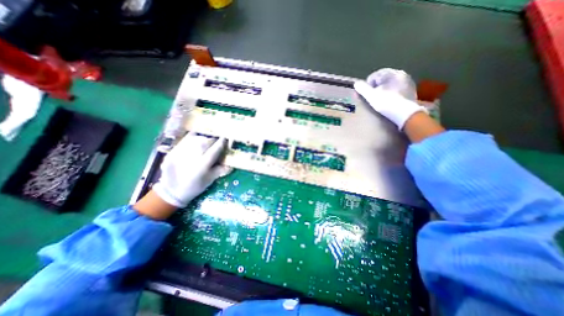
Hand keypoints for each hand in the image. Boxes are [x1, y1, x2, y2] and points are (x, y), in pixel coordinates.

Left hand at [152, 132, 230, 208]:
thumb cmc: (194, 187)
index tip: (226, 139)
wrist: (171, 191)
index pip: (214, 150)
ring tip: (206, 142)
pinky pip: (185, 140)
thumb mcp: (210, 180)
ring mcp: (179, 153)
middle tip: (216, 142)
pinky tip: (196, 141)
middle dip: (213, 140)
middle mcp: (191, 157)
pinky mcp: (172, 151)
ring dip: (204, 138)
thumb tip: (232, 164)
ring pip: (195, 139)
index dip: (221, 143)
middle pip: (205, 142)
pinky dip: (193, 138)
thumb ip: (221, 170)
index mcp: (202, 166)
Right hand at [354, 68, 425, 129]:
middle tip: (372, 97)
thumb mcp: (371, 96)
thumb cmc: (386, 103)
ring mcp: (408, 82)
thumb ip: (362, 88)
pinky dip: (392, 93)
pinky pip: (397, 89)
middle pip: (383, 79)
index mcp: (391, 73)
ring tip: (380, 100)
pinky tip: (389, 102)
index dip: (367, 85)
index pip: (375, 75)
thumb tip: (356, 83)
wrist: (405, 114)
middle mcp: (401, 74)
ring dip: (384, 90)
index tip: (366, 94)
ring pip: (391, 84)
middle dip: (376, 87)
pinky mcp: (411, 91)